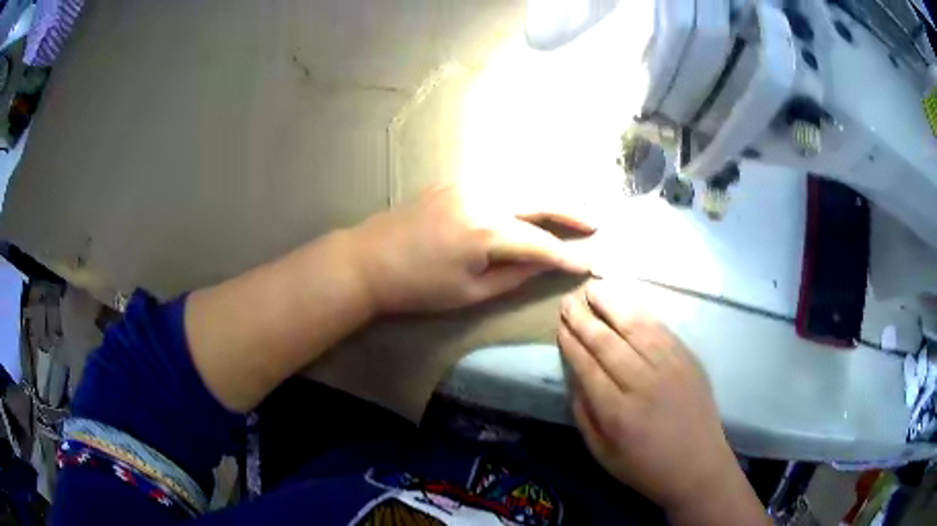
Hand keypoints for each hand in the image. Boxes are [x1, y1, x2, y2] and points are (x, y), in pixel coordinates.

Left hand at [349, 183, 594, 312]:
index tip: (590, 263)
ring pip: (523, 181)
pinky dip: (524, 185)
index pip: (541, 244)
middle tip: (595, 222)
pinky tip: (534, 194)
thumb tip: (546, 262)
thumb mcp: (470, 292)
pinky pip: (500, 177)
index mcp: (486, 232)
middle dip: (572, 211)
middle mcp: (483, 197)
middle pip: (540, 198)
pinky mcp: (455, 179)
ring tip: (572, 207)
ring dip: (551, 193)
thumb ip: (514, 275)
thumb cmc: (417, 287)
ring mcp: (467, 183)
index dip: (567, 256)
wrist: (368, 261)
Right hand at [557, 281, 745, 512]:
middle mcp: (643, 384)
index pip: (588, 366)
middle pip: (608, 342)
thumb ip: (584, 414)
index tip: (560, 325)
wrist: (698, 465)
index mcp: (617, 412)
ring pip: (636, 328)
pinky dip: (641, 313)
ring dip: (613, 305)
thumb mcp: (602, 453)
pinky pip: (661, 330)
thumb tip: (574, 376)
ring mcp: (670, 368)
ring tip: (595, 287)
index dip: (572, 343)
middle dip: (585, 319)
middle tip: (569, 300)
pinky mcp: (688, 360)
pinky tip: (628, 303)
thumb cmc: (645, 466)